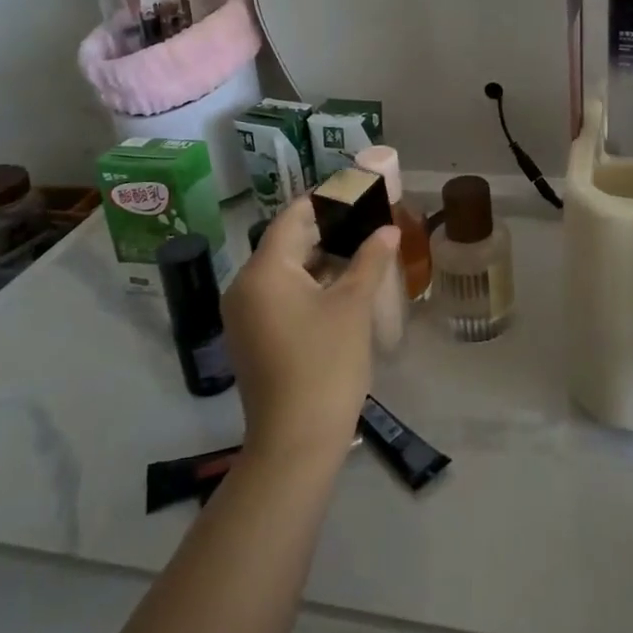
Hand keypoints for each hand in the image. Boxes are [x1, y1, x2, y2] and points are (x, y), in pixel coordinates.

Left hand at [222, 198, 399, 463]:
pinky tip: (344, 286)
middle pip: (287, 241)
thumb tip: (387, 229)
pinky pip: (281, 294)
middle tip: (368, 219)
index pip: (293, 216)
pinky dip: (310, 284)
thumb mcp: (353, 306)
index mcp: (264, 271)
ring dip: (322, 258)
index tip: (358, 190)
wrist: (295, 442)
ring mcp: (245, 314)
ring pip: (286, 270)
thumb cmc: (325, 364)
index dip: (326, 200)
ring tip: (363, 250)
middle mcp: (245, 286)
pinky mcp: (253, 337)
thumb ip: (370, 259)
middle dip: (328, 229)